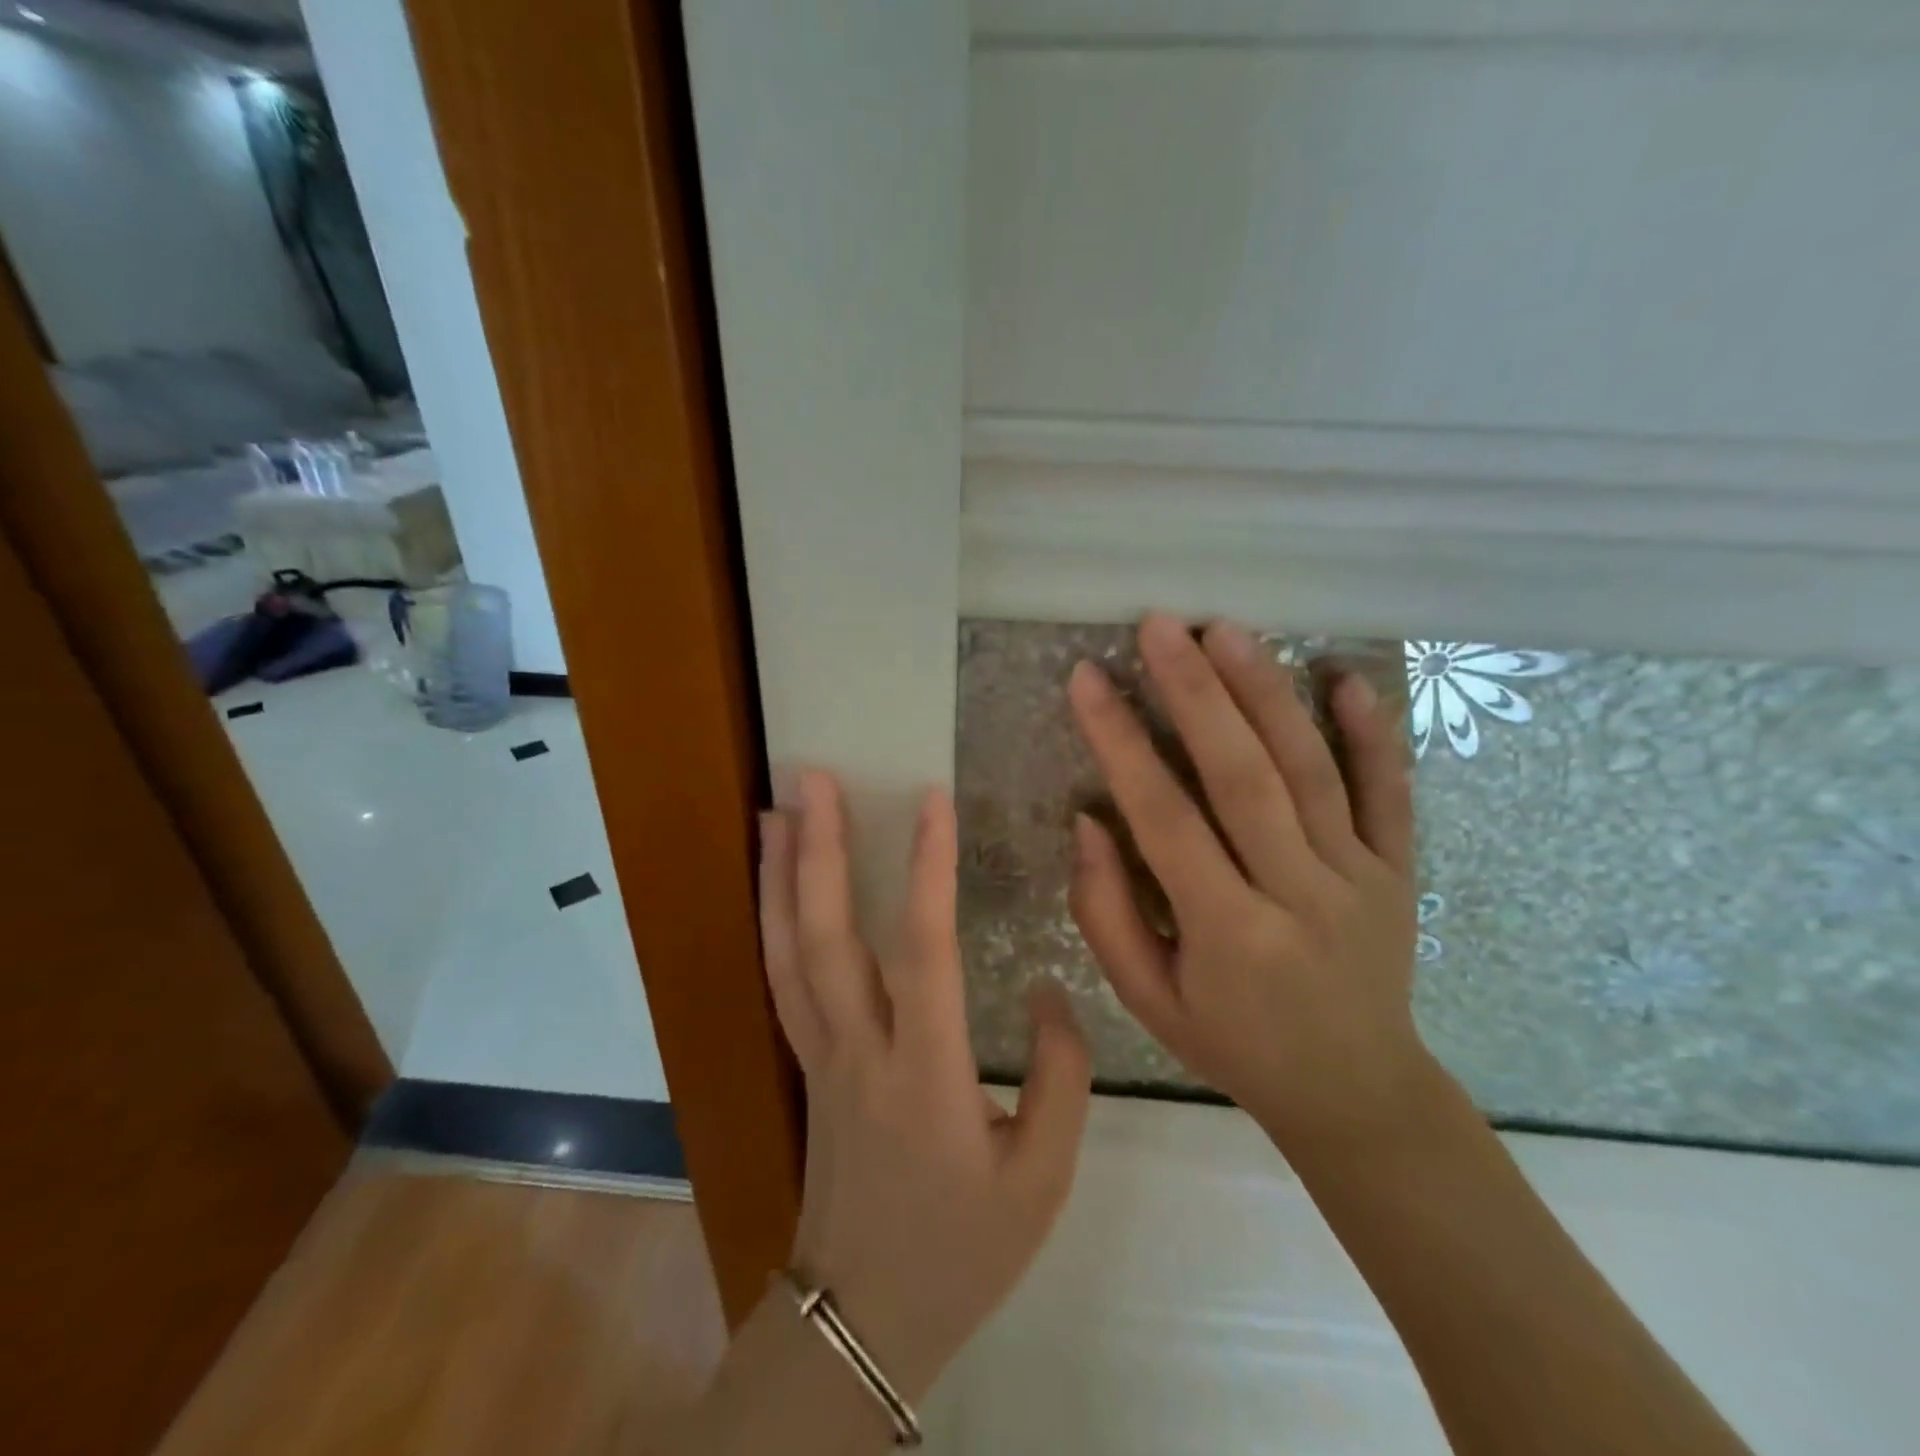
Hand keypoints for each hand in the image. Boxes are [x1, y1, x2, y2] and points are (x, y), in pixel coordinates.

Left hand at [759, 772, 1091, 1400]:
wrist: (864, 1323)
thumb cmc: (962, 1249)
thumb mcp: (1043, 1178)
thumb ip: (1060, 1077)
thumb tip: (1044, 989)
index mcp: (926, 1075)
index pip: (924, 951)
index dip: (928, 869)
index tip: (932, 799)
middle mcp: (860, 1051)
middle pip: (828, 937)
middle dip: (820, 850)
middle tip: (812, 778)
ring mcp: (821, 1056)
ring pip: (789, 953)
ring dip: (780, 876)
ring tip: (775, 810)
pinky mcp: (807, 1066)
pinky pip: (781, 982)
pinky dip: (771, 924)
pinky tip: (774, 888)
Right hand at [1066, 613, 1429, 1154]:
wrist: (1357, 1092)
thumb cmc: (1234, 1044)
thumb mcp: (1148, 999)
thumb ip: (1107, 912)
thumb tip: (1087, 820)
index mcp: (1228, 934)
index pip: (1164, 818)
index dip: (1121, 743)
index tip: (1088, 679)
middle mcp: (1299, 894)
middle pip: (1243, 776)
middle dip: (1196, 693)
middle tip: (1159, 627)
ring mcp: (1360, 878)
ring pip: (1311, 770)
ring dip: (1267, 693)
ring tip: (1225, 632)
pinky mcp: (1399, 870)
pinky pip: (1390, 793)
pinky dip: (1374, 733)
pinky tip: (1346, 677)